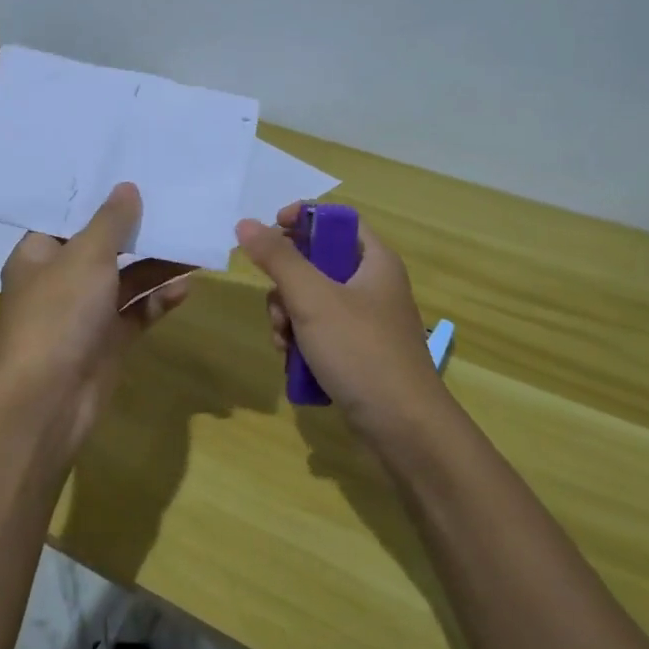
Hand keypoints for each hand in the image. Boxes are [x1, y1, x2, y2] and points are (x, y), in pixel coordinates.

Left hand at [0, 183, 190, 459]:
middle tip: (173, 203)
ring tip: (192, 244)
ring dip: (156, 265)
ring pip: (126, 280)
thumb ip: (110, 221)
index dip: (97, 198)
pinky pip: (138, 312)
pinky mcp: (108, 340)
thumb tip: (127, 187)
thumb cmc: (59, 314)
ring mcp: (85, 313)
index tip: (131, 175)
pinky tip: (188, 287)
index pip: (67, 217)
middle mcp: (60, 280)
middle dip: (136, 230)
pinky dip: (159, 299)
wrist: (49, 399)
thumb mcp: (86, 256)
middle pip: (102, 247)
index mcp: (37, 255)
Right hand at [235, 203, 450, 440]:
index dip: (301, 219)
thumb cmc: (361, 351)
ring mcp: (366, 322)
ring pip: (311, 302)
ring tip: (285, 345)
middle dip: (285, 285)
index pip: (335, 220)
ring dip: (287, 319)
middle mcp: (373, 285)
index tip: (268, 231)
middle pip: (315, 263)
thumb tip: (245, 223)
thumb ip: (278, 258)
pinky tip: (293, 364)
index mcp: (374, 261)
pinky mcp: (358, 354)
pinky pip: (319, 334)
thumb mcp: (313, 299)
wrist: (403, 428)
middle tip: (279, 309)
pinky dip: (301, 343)